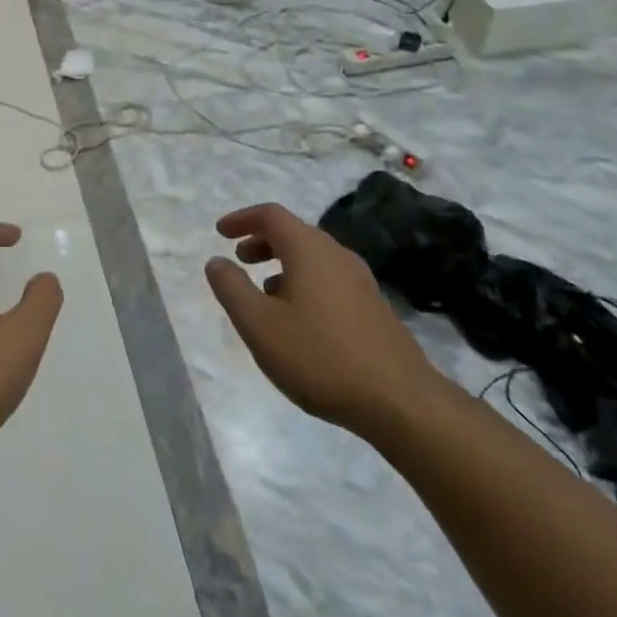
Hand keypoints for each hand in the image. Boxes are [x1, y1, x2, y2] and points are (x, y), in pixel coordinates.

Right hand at [205, 204, 443, 440]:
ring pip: (313, 257)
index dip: (242, 219)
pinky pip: (329, 278)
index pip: (271, 215)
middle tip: (239, 259)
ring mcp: (360, 281)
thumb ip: (232, 288)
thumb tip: (216, 261)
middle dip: (262, 240)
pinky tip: (297, 318)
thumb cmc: (320, 357)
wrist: (400, 401)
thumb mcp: (259, 325)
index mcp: (309, 250)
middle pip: (294, 232)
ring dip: (282, 263)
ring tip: (263, 291)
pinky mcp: (373, 307)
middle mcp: (337, 255)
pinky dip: (303, 281)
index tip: (220, 232)